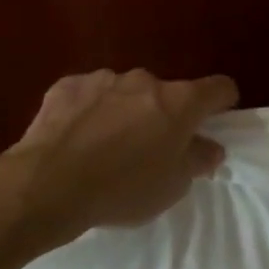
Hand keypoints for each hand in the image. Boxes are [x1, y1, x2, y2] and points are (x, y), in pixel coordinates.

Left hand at [0, 68, 238, 244]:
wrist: (46, 186)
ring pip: (127, 93)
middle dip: (165, 115)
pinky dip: (90, 110)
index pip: (219, 88)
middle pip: (168, 93)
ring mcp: (104, 79)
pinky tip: (76, 138)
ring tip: (106, 147)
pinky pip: (90, 95)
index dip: (222, 104)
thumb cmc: (122, 189)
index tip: (214, 122)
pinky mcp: (67, 86)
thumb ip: (197, 160)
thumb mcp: (172, 186)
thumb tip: (210, 147)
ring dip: (126, 112)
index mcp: (180, 102)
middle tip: (151, 150)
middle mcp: (146, 80)